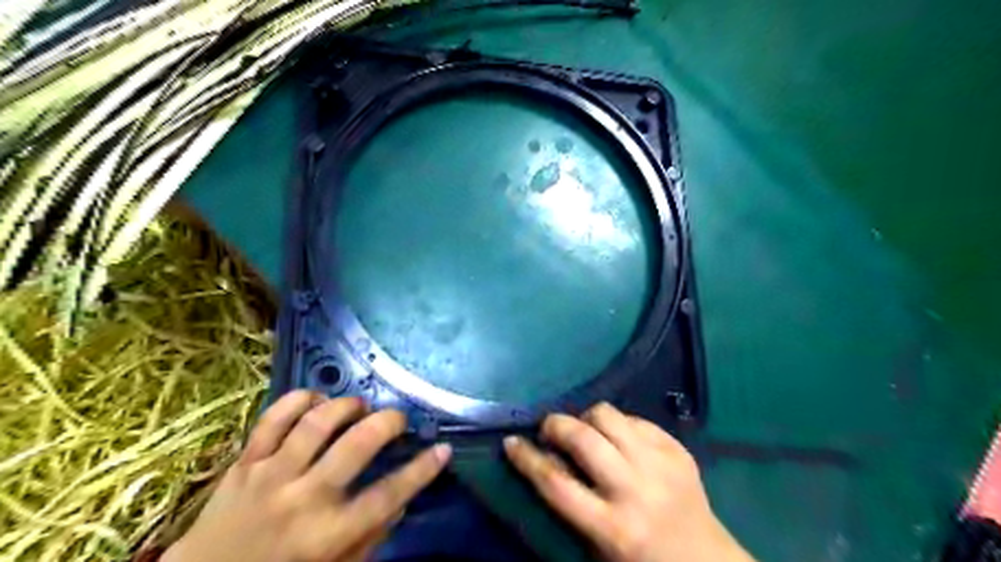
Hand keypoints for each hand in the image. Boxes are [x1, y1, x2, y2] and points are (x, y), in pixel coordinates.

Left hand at [165, 390, 454, 560]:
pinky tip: (317, 400)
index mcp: (328, 535)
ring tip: (359, 408)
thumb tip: (402, 499)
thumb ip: (371, 537)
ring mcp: (271, 476)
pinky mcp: (245, 462)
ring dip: (346, 407)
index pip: (388, 496)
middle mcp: (303, 500)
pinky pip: (272, 419)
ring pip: (316, 424)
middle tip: (398, 419)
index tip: (443, 450)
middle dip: (387, 423)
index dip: (421, 470)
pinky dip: (299, 401)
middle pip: (356, 446)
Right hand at [504, 404, 754, 560]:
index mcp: (613, 527)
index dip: (527, 459)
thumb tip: (545, 458)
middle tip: (549, 430)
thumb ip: (570, 504)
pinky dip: (619, 424)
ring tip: (586, 432)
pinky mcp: (678, 450)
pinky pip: (636, 419)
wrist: (706, 561)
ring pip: (609, 416)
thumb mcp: (598, 547)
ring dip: (587, 419)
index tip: (511, 442)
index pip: (556, 483)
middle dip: (556, 425)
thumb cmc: (641, 561)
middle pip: (582, 438)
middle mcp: (636, 490)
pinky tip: (620, 440)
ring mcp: (660, 464)